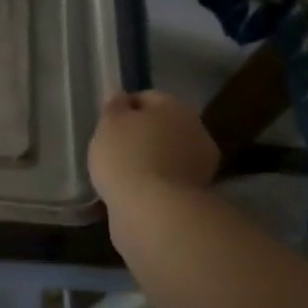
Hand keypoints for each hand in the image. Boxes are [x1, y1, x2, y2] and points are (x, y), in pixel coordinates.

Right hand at [87, 90, 219, 206]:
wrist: (153, 212)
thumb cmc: (127, 156)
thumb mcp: (109, 123)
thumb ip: (115, 106)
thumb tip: (121, 96)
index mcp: (175, 106)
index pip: (147, 98)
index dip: (124, 109)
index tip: (106, 126)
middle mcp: (195, 130)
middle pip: (161, 127)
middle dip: (141, 136)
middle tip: (113, 150)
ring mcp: (201, 165)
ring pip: (166, 155)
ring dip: (150, 162)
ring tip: (122, 176)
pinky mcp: (197, 196)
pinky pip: (168, 182)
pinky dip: (155, 185)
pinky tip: (135, 194)